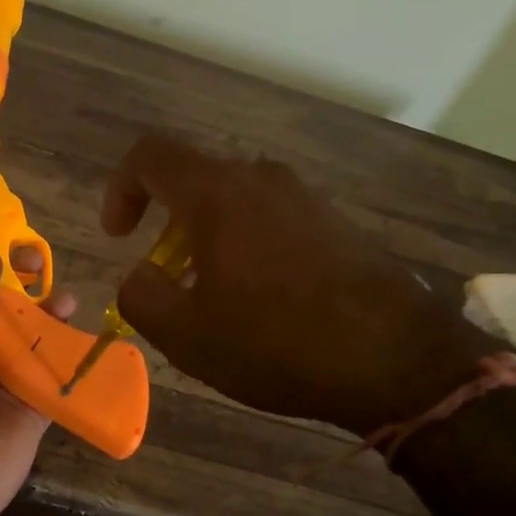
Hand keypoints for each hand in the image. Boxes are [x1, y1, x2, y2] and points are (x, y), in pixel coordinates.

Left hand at [0, 249, 76, 515]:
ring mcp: (4, 387)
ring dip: (50, 321)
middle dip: (23, 290)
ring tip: (68, 300)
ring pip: (33, 345)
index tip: (9, 249)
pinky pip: (56, 382)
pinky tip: (89, 342)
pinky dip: (73, 363)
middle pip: (4, 316)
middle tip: (43, 264)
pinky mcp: (33, 414)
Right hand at [104, 134, 496, 436]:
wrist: (394, 359)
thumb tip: (139, 276)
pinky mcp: (336, 223)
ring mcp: (306, 198)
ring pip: (235, 202)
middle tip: (169, 279)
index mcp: (217, 194)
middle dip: (167, 225)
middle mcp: (262, 180)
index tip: (120, 237)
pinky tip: (262, 301)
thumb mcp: (186, 336)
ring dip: (208, 240)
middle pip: (195, 180)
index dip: (120, 189)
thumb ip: (141, 296)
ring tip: (213, 298)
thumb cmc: (276, 343)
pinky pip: (272, 219)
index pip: (149, 156)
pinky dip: (247, 246)